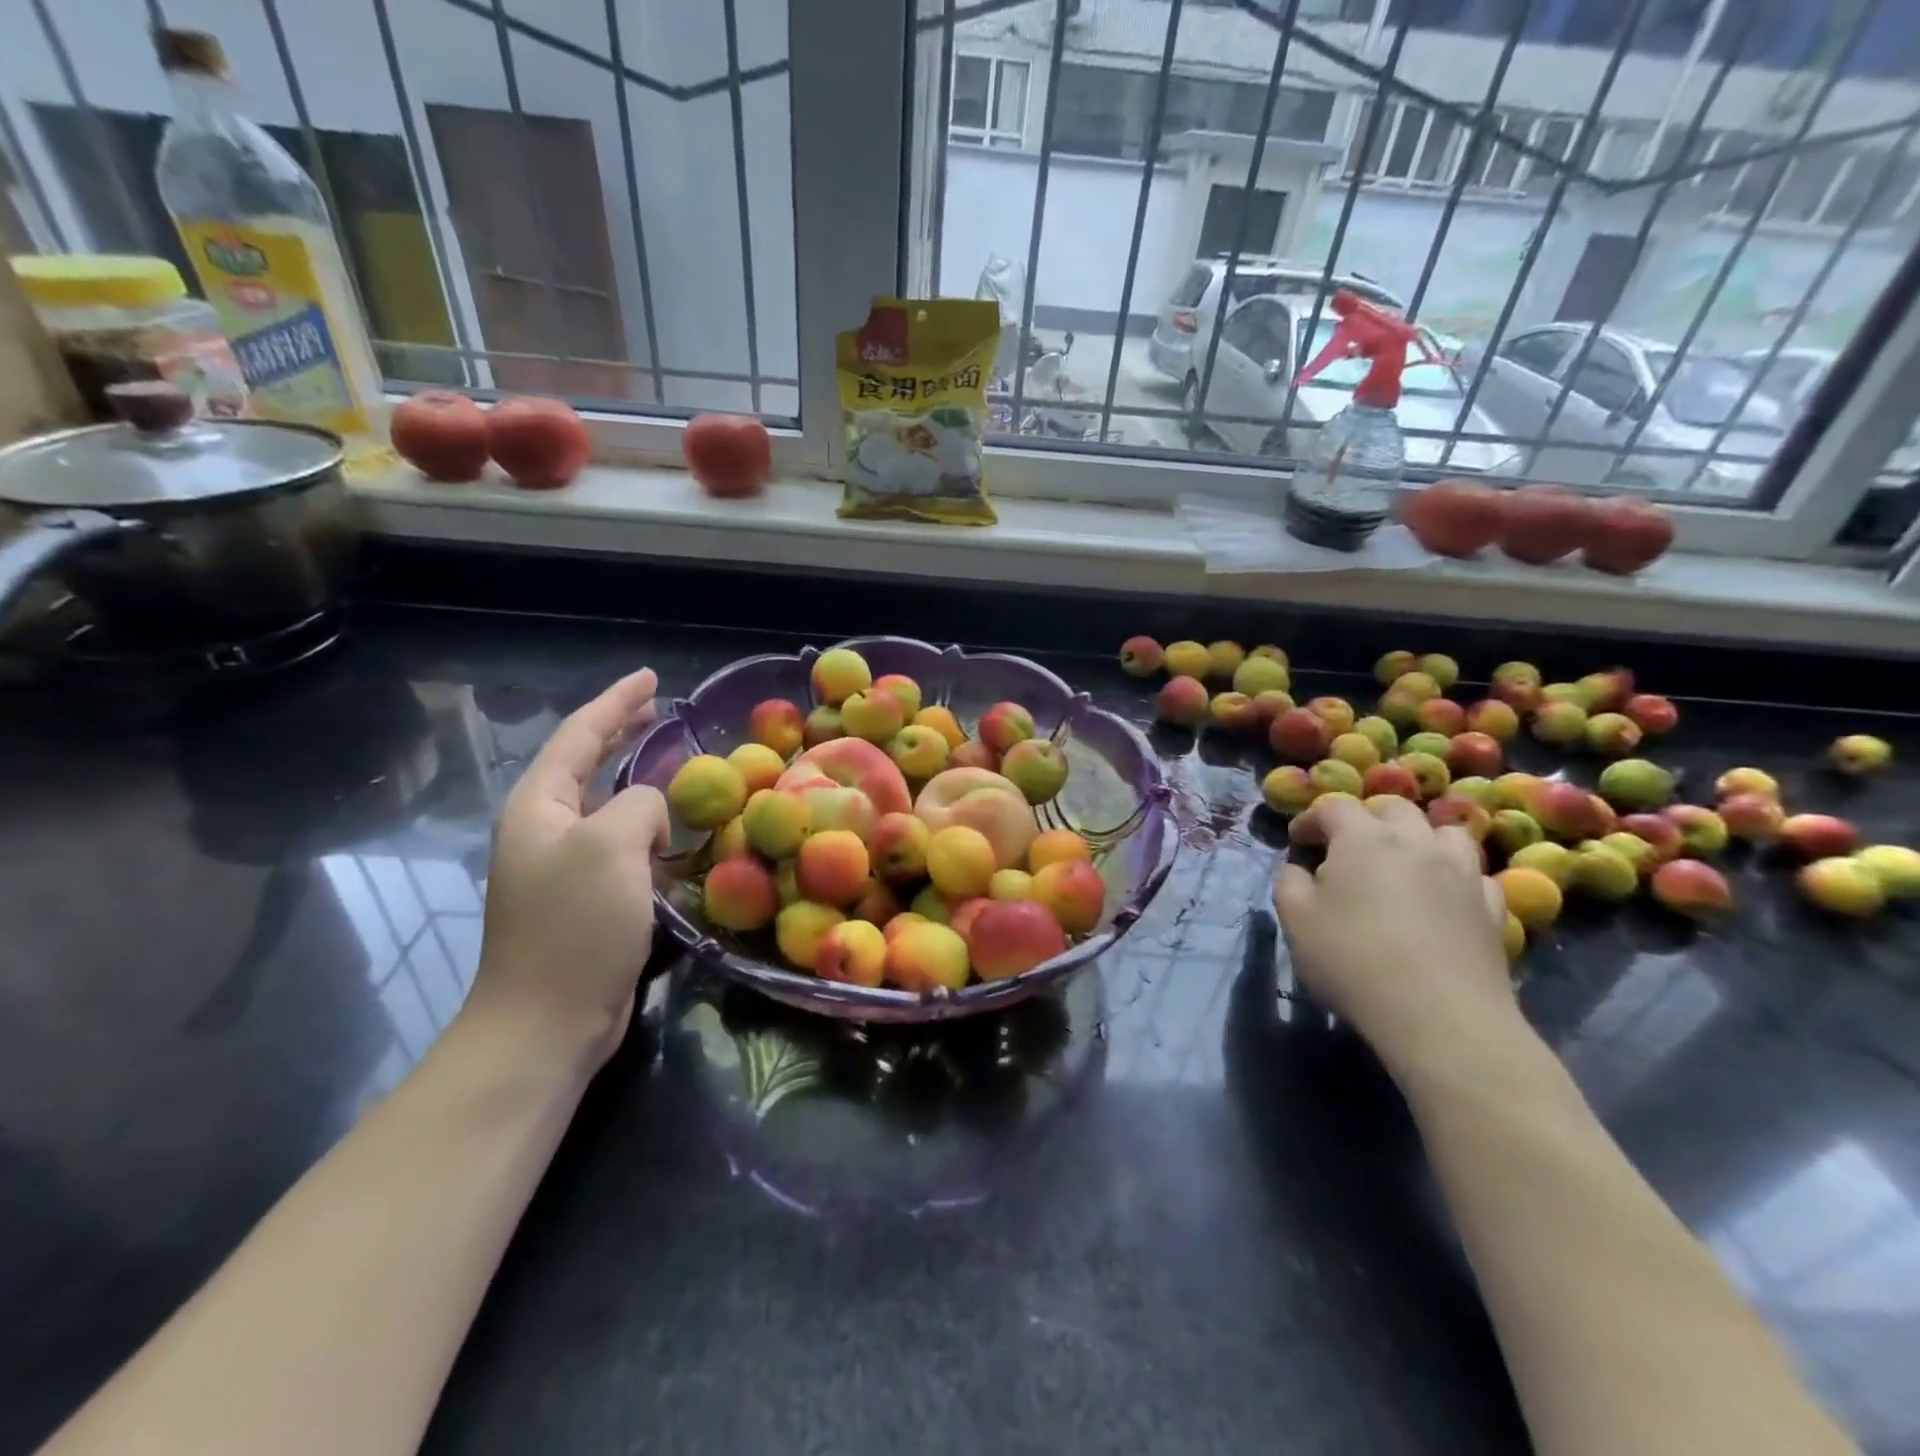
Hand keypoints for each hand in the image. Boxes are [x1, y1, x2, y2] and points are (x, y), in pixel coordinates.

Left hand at [469, 669, 667, 1068]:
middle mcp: (546, 830)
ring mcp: (565, 867)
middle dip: (621, 732)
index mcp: (539, 806)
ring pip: (607, 805)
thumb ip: (638, 805)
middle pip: (586, 763)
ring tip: (674, 762)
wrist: (548, 1021)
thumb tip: (653, 815)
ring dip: (638, 779)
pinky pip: (623, 844)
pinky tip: (674, 829)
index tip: (652, 678)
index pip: (580, 735)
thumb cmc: (574, 925)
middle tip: (660, 709)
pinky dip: (649, 826)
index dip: (616, 702)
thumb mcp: (611, 846)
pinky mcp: (589, 899)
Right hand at [1273, 795, 1519, 1077]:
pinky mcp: (1491, 907)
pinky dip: (1455, 875)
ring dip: (1420, 838)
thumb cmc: (1354, 960)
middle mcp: (1416, 842)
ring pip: (1445, 832)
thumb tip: (1299, 870)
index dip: (1312, 819)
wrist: (1440, 1016)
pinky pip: (1475, 874)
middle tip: (1347, 847)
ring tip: (1403, 863)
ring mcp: (1462, 872)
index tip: (1299, 841)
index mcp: (1364, 838)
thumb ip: (1289, 883)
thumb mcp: (1296, 920)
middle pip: (1393, 808)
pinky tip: (1443, 897)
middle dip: (1366, 819)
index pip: (1334, 807)